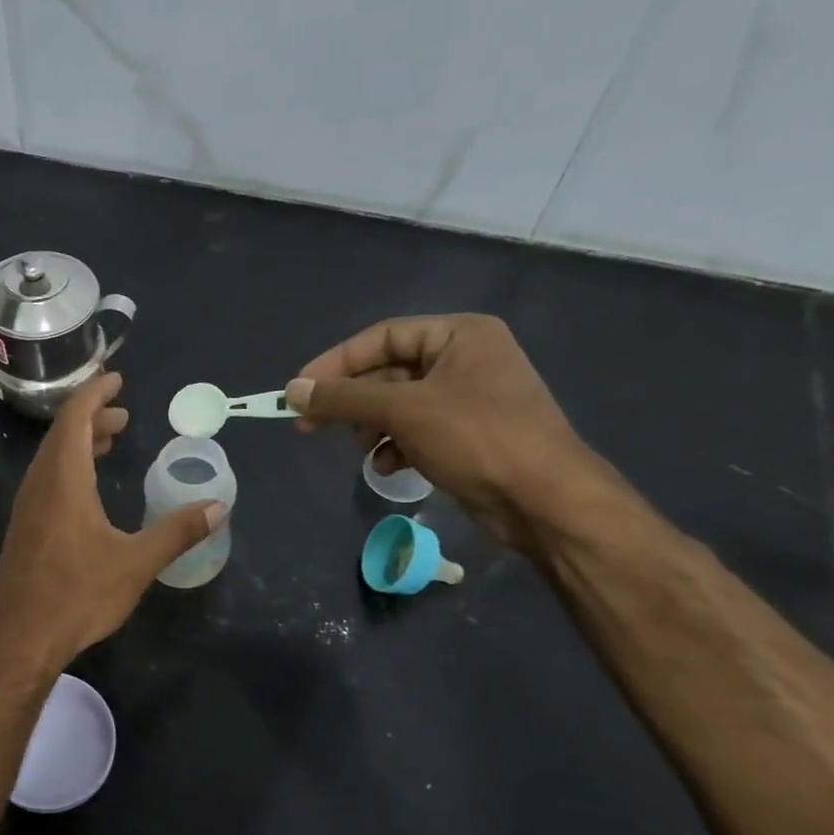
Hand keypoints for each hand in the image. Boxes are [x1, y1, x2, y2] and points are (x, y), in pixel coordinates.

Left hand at [0, 373, 223, 668]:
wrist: (20, 638)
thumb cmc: (77, 595)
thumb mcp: (135, 563)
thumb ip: (176, 532)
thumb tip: (217, 507)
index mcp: (63, 480)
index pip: (74, 417)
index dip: (95, 393)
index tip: (117, 380)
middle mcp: (39, 485)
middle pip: (61, 434)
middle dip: (92, 417)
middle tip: (123, 416)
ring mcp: (26, 508)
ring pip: (52, 459)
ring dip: (79, 443)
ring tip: (110, 442)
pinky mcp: (24, 529)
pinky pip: (46, 481)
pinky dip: (69, 468)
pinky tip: (88, 490)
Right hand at [285, 314, 615, 548]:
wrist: (543, 499)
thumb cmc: (476, 438)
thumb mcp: (403, 410)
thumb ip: (343, 398)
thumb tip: (291, 391)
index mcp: (460, 335)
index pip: (382, 337)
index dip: (336, 362)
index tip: (298, 391)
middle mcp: (466, 359)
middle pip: (388, 372)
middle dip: (352, 401)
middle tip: (309, 426)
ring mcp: (468, 399)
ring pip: (398, 405)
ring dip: (372, 426)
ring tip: (361, 449)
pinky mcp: (467, 435)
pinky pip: (416, 430)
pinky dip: (396, 446)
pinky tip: (389, 467)